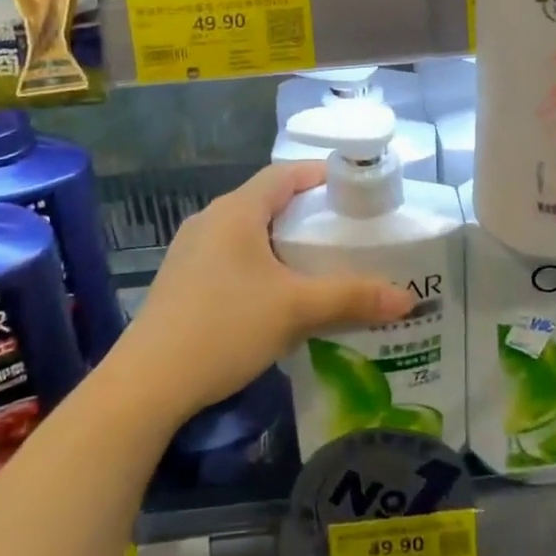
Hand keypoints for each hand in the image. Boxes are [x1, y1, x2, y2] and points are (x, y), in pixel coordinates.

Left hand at [113, 163, 414, 421]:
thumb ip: (351, 297)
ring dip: (279, 240)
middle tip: (341, 232)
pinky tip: (272, 294)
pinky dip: (257, 261)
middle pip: (265, 200)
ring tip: (313, 263)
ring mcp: (190, 249)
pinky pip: (228, 255)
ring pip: (245, 230)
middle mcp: (210, 219)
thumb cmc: (225, 327)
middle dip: (304, 212)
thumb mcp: (295, 310)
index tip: (352, 190)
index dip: (318, 175)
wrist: (147, 383)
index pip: (283, 173)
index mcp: (236, 210)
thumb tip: (408, 298)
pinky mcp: (180, 279)